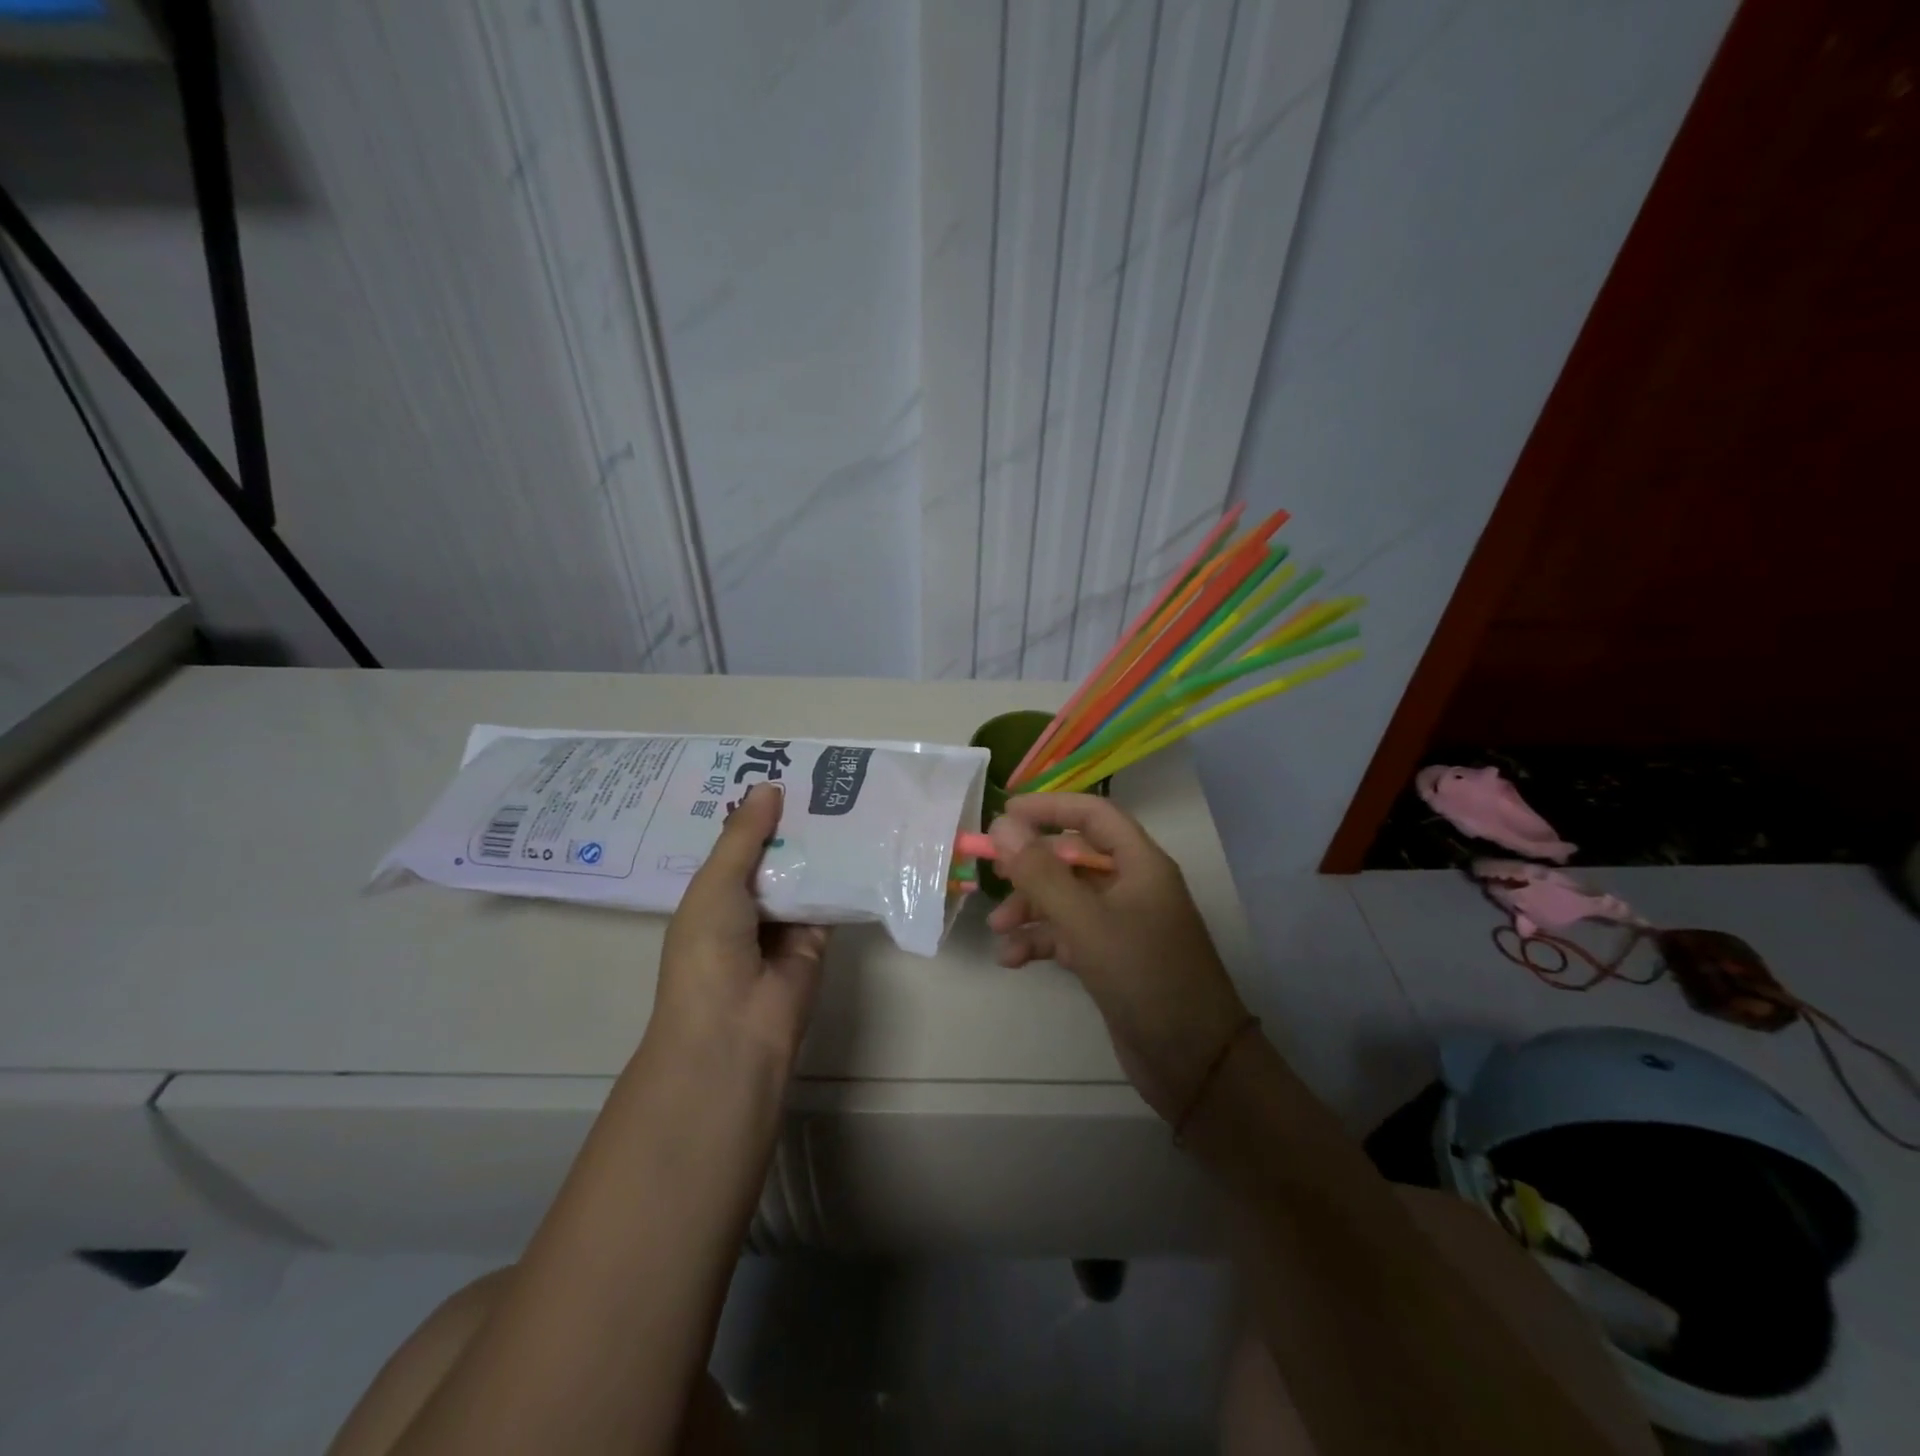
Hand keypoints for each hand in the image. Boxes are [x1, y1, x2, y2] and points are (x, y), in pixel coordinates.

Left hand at [651, 783, 829, 1071]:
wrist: (736, 1028)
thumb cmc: (708, 950)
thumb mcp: (715, 884)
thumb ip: (743, 837)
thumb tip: (768, 787)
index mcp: (712, 892)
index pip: (736, 842)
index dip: (754, 811)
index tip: (778, 769)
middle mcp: (748, 903)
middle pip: (774, 853)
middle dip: (792, 820)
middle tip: (820, 774)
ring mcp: (784, 921)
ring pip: (804, 871)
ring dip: (820, 842)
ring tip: (845, 792)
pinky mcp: (818, 936)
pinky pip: (832, 896)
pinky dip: (844, 872)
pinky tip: (863, 835)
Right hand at [988, 794, 1249, 1120]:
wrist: (1195, 1062)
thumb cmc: (1144, 977)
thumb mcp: (1086, 922)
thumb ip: (1041, 873)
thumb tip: (1002, 825)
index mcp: (1140, 864)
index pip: (1093, 815)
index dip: (1049, 808)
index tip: (1005, 813)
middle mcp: (1133, 886)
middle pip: (1073, 858)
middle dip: (1032, 867)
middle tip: (993, 874)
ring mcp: (1123, 924)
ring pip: (1067, 899)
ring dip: (1031, 909)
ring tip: (997, 930)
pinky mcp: (1112, 958)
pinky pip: (1069, 934)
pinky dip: (1041, 941)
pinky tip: (1013, 959)